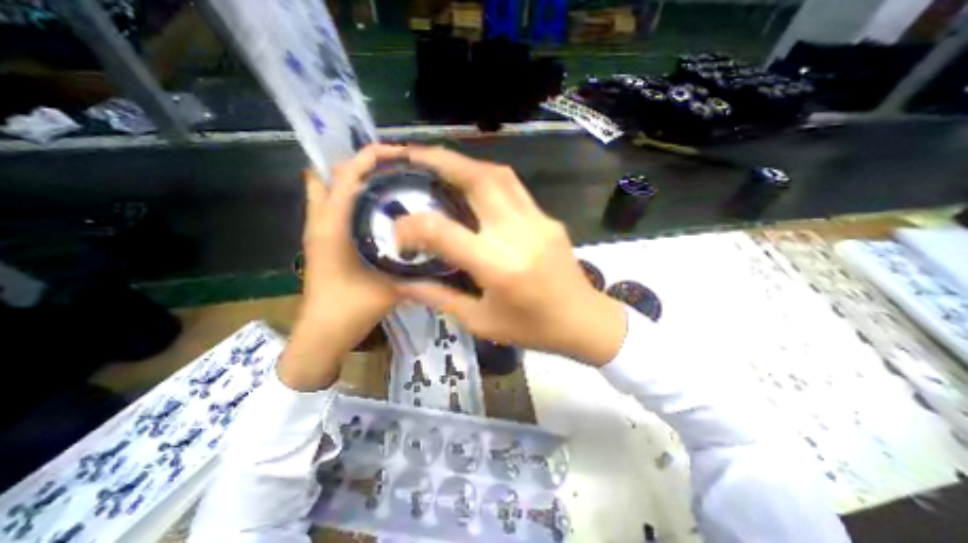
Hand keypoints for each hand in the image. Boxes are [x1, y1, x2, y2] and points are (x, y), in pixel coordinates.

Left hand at [278, 145, 404, 390]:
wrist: (323, 333)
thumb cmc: (351, 308)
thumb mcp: (390, 284)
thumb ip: (412, 264)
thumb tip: (438, 244)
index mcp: (333, 225)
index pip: (347, 174)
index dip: (371, 156)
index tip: (400, 154)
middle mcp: (321, 220)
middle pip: (335, 174)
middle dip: (363, 163)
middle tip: (397, 167)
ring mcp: (319, 229)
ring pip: (331, 189)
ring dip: (356, 178)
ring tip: (389, 180)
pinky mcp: (323, 240)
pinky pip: (335, 207)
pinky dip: (352, 197)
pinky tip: (378, 208)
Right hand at [392, 145, 626, 365]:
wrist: (584, 320)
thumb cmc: (532, 329)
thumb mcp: (481, 322)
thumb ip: (439, 297)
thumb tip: (401, 281)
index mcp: (499, 266)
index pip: (444, 231)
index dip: (412, 226)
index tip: (398, 232)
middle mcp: (518, 234)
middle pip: (478, 179)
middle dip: (441, 160)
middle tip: (413, 156)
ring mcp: (538, 221)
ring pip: (499, 174)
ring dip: (465, 163)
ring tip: (439, 162)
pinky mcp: (548, 218)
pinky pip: (513, 188)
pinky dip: (486, 179)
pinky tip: (471, 185)